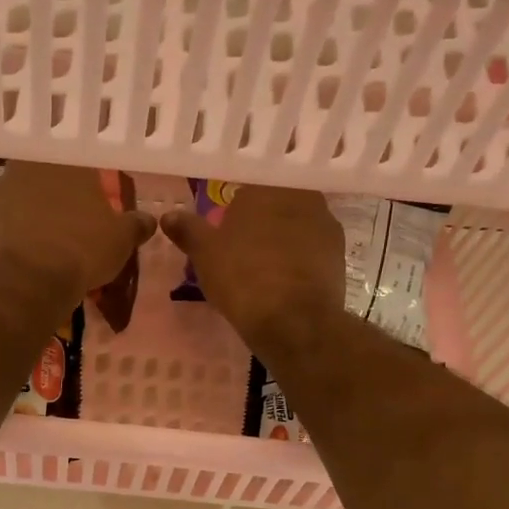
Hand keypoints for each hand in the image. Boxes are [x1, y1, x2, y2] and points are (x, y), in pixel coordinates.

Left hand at [0, 161, 155, 297]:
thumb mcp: (121, 240)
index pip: (84, 165)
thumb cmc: (82, 250)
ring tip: (49, 241)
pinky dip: (17, 232)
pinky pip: (7, 220)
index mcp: (70, 161)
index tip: (95, 204)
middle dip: (61, 197)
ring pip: (26, 197)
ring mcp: (3, 189)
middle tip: (73, 223)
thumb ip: (136, 224)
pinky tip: (28, 253)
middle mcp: (33, 165)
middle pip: (51, 178)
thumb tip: (148, 219)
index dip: (91, 185)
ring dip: (36, 213)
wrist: (28, 280)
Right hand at [161, 185, 345, 351]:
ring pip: (297, 225)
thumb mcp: (205, 255)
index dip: (235, 213)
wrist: (294, 320)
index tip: (226, 234)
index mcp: (263, 188)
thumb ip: (188, 230)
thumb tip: (168, 215)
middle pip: (274, 205)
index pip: (246, 189)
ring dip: (284, 240)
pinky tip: (287, 281)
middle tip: (243, 252)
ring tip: (266, 269)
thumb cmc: (242, 279)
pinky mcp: (340, 252)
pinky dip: (301, 259)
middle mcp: (299, 195)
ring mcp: (325, 223)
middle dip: (262, 222)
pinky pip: (313, 248)